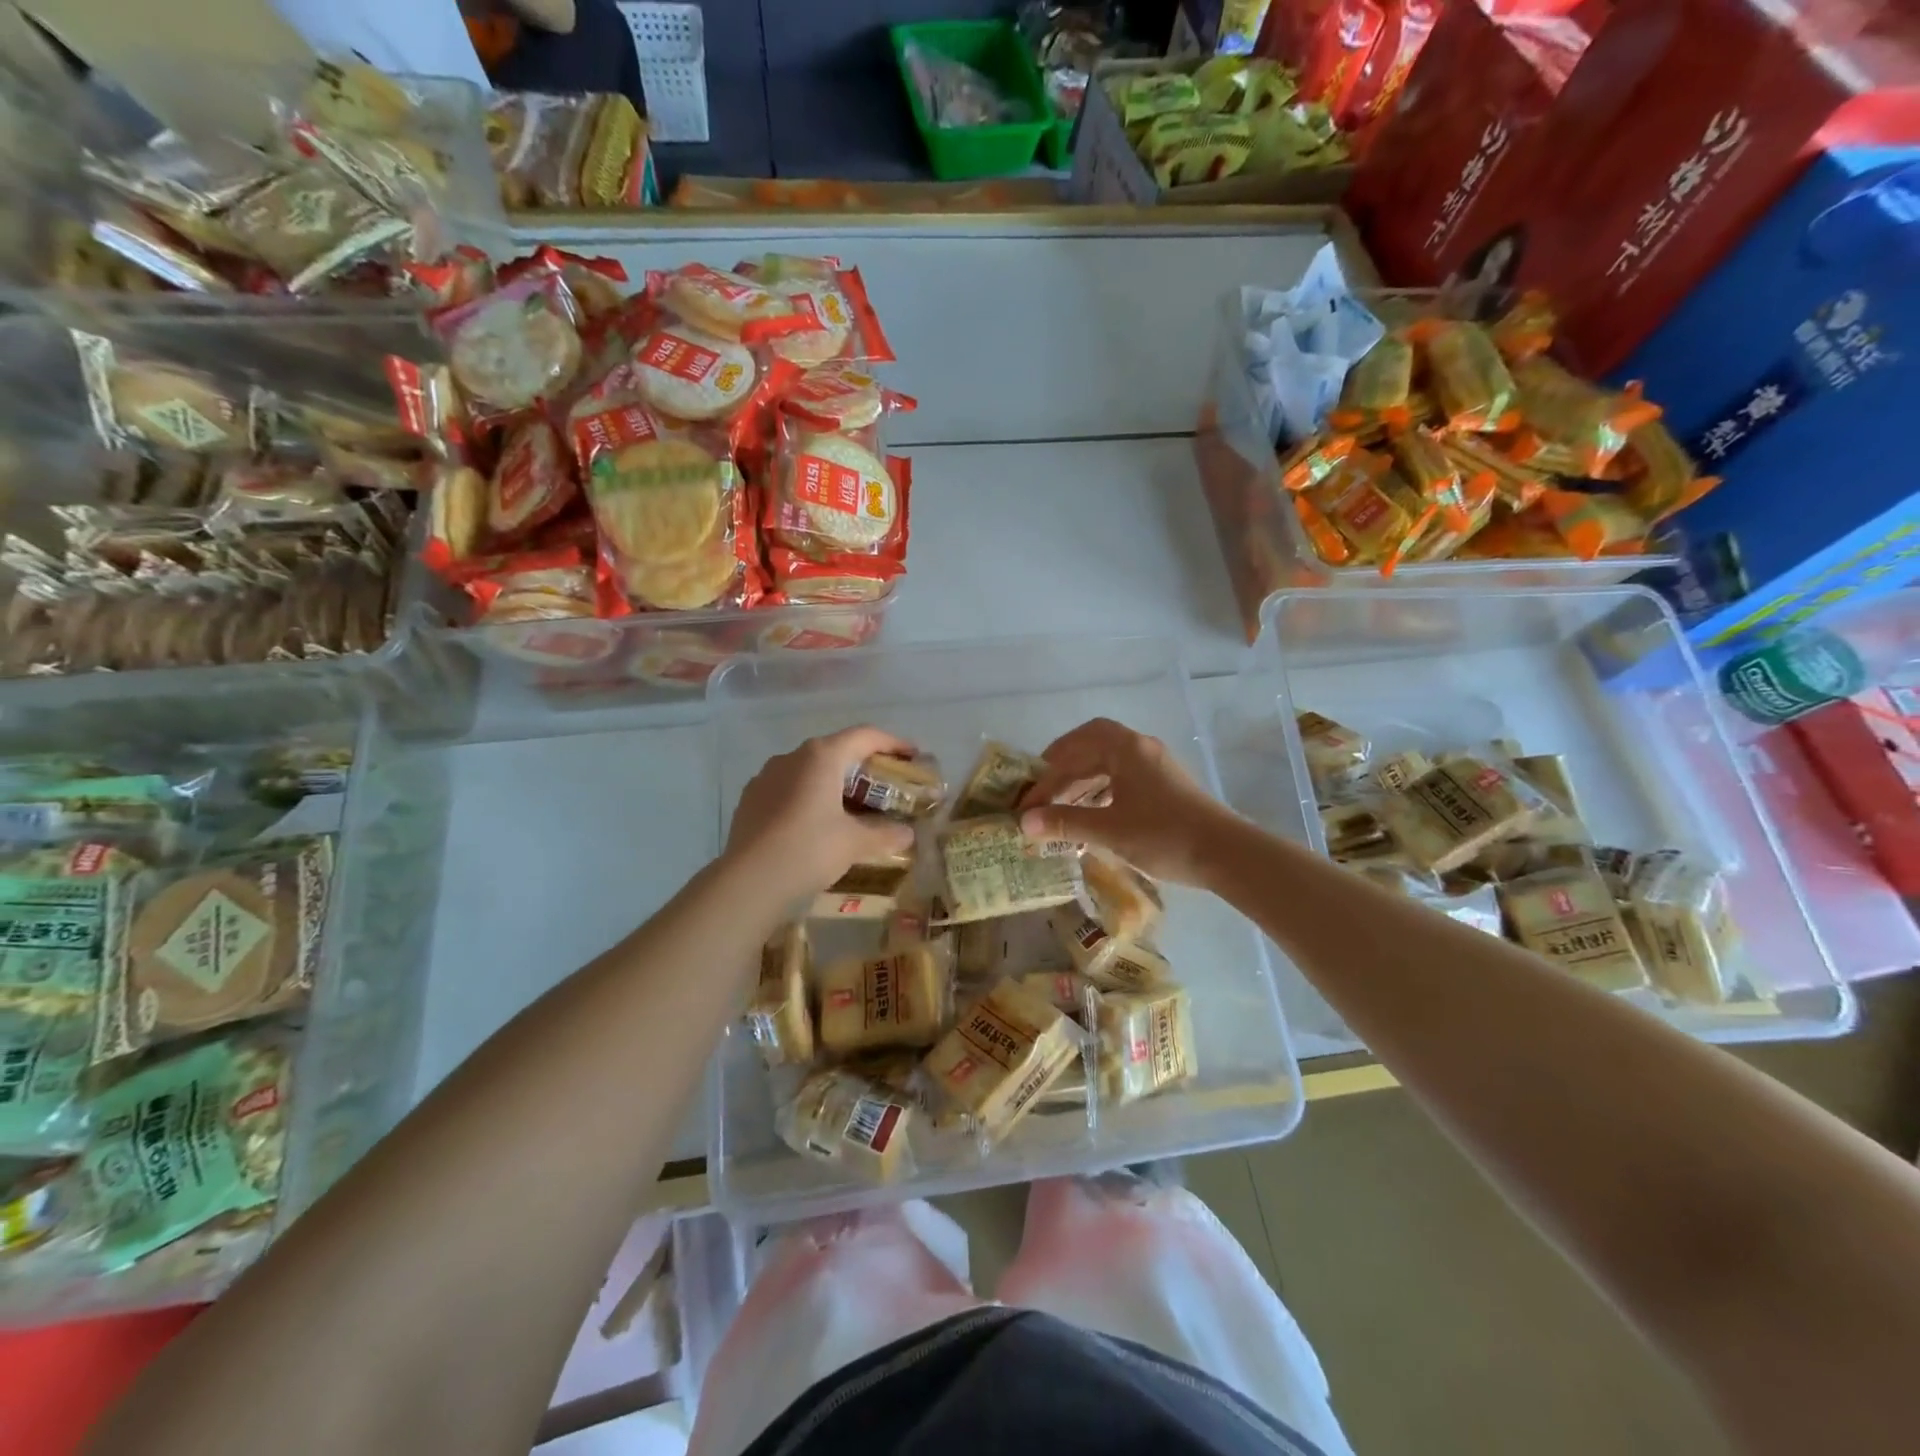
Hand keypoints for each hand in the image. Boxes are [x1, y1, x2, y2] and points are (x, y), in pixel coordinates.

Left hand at [726, 726, 918, 897]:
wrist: (748, 882)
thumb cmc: (809, 850)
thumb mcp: (855, 843)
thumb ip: (885, 834)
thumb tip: (907, 834)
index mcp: (822, 757)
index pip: (865, 736)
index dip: (893, 743)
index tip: (913, 755)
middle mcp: (792, 757)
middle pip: (837, 751)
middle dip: (864, 766)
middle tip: (885, 787)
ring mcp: (766, 777)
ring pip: (809, 770)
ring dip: (834, 783)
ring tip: (851, 808)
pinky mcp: (750, 799)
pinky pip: (788, 789)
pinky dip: (809, 798)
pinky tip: (815, 824)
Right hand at [1017, 718, 1239, 885]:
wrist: (1226, 854)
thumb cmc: (1163, 835)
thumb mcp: (1108, 830)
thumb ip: (1065, 822)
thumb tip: (1024, 821)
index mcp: (1126, 749)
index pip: (1077, 742)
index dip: (1048, 763)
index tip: (1030, 791)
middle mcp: (1141, 750)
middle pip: (1091, 751)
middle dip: (1062, 774)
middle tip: (1039, 799)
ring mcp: (1156, 768)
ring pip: (1108, 767)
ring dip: (1081, 785)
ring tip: (1059, 810)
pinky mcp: (1166, 788)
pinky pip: (1123, 781)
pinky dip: (1100, 795)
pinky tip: (1090, 818)